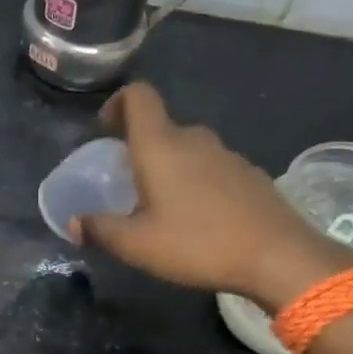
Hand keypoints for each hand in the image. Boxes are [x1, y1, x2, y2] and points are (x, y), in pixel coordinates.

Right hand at [79, 82, 352, 309]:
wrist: (279, 257)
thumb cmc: (198, 244)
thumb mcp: (137, 245)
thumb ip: (101, 230)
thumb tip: (74, 223)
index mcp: (161, 145)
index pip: (138, 96)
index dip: (118, 103)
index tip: (106, 129)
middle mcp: (194, 140)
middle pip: (162, 126)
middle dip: (141, 147)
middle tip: (128, 182)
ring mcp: (227, 155)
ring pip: (188, 149)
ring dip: (170, 167)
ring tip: (162, 205)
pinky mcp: (250, 175)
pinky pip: (212, 168)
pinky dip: (197, 182)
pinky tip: (198, 219)